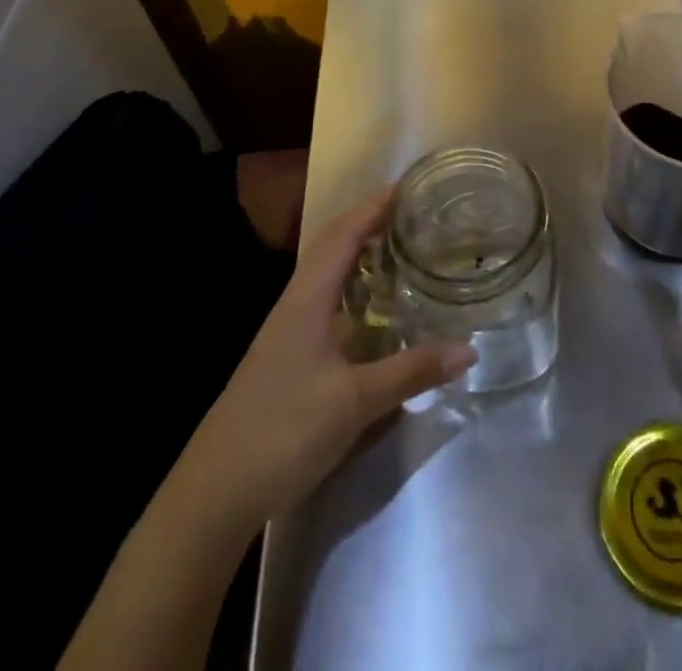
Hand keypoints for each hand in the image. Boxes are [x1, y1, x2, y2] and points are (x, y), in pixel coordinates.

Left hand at [169, 188, 476, 525]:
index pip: (344, 233)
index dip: (375, 205)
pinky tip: (375, 309)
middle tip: (416, 215)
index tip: (410, 185)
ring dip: (362, 255)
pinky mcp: (288, 357)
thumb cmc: (283, 432)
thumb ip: (411, 371)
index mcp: (307, 298)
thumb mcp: (355, 402)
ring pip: (329, 275)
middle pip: (334, 246)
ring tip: (403, 249)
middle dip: (372, 223)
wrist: (213, 495)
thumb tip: (468, 348)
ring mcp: (288, 331)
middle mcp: (296, 304)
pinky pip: (327, 303)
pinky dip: (355, 290)